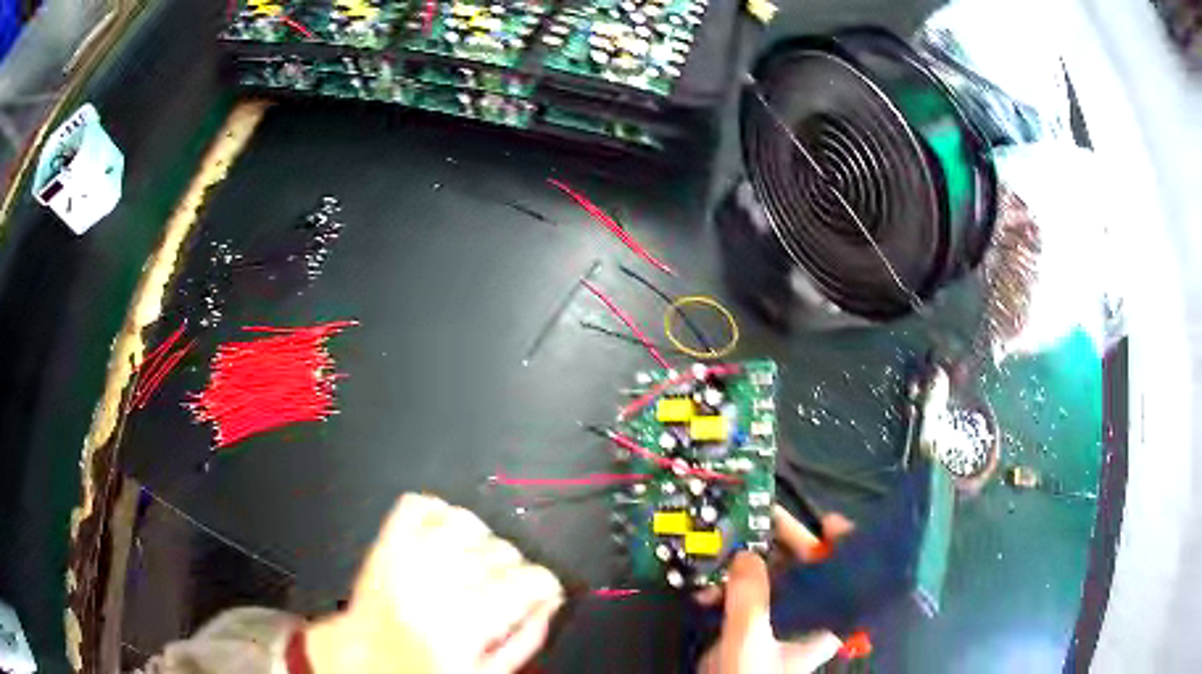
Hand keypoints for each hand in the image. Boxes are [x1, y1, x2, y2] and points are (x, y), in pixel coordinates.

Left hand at [306, 493, 563, 673]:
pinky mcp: (385, 541)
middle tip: (496, 595)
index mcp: (464, 624)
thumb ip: (525, 640)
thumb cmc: (422, 670)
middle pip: (501, 551)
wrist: (363, 661)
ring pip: (467, 522)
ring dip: (478, 543)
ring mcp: (405, 556)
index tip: (539, 594)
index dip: (543, 586)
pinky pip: (421, 504)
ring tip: (470, 567)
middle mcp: (435, 584)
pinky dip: (440, 514)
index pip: (530, 579)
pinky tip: (444, 539)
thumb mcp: (485, 673)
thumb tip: (548, 602)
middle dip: (510, 573)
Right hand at [698, 506, 853, 673]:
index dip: (841, 545)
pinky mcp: (754, 624)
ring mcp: (780, 618)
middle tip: (759, 516)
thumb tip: (745, 554)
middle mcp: (808, 614)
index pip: (845, 575)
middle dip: (781, 545)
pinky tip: (704, 594)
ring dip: (744, 568)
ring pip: (771, 579)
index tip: (826, 521)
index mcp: (825, 619)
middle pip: (805, 570)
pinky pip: (745, 595)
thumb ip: (749, 598)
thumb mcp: (750, 640)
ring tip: (720, 553)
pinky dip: (726, 590)